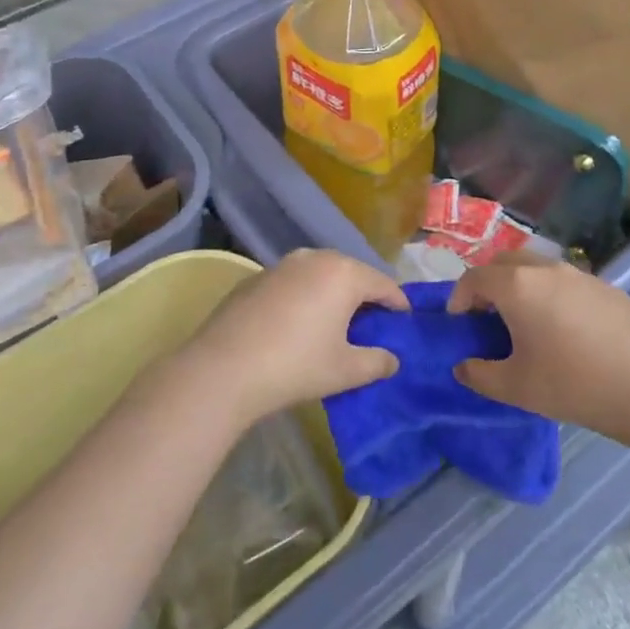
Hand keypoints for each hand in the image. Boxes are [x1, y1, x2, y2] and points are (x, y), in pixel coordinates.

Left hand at [185, 249, 406, 424]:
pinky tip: (297, 323)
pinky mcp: (256, 277)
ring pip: (320, 273)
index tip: (404, 321)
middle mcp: (315, 258)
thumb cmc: (296, 366)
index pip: (383, 284)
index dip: (398, 303)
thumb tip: (392, 359)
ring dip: (332, 293)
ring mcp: (282, 264)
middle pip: (351, 272)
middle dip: (365, 295)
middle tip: (372, 323)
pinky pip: (293, 282)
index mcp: (344, 274)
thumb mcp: (346, 370)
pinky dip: (304, 296)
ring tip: (336, 322)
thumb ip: (377, 362)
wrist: (224, 367)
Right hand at [447, 255, 629, 444]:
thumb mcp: (515, 388)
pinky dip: (553, 295)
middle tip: (488, 315)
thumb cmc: (572, 385)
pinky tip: (567, 330)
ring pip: (538, 267)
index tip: (459, 322)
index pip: (474, 278)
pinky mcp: (607, 287)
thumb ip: (479, 374)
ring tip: (526, 321)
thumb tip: (463, 366)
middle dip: (489, 283)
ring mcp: (580, 275)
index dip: (459, 297)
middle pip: (504, 262)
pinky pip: (567, 282)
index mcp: (517, 286)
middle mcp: (546, 269)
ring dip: (522, 285)